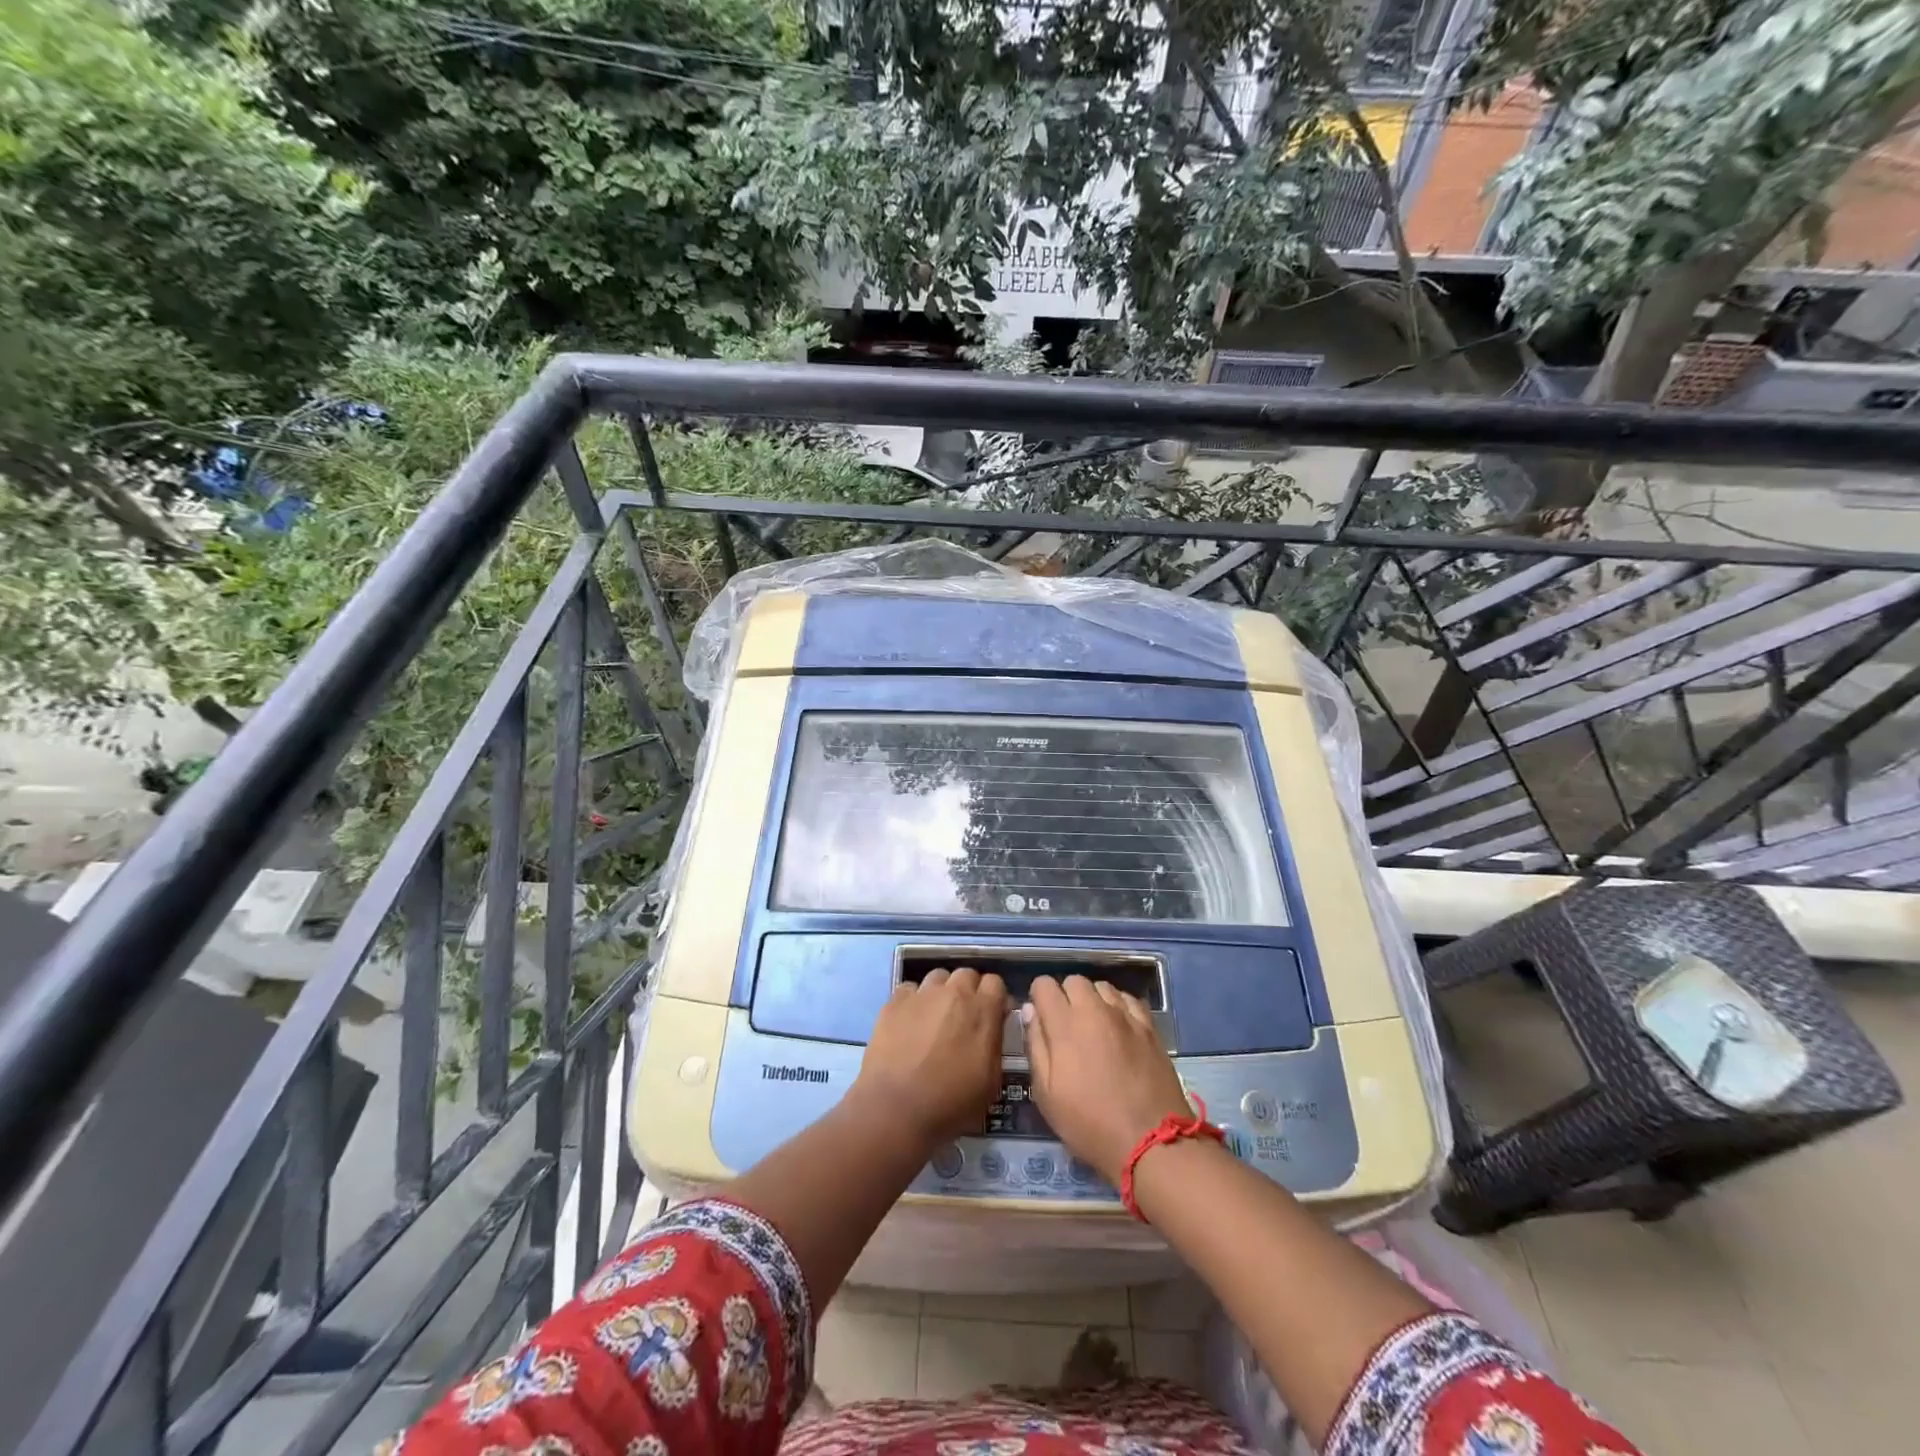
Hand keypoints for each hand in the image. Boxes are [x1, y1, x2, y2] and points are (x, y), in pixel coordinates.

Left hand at [853, 968, 1007, 1148]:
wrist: (896, 1110)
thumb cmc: (950, 1104)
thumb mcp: (990, 1083)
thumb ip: (995, 1045)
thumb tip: (992, 1029)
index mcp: (982, 1010)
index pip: (995, 983)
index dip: (993, 999)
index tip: (991, 1016)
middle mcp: (954, 993)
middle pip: (966, 974)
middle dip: (968, 991)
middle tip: (962, 1018)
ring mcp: (922, 994)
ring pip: (937, 977)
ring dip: (941, 992)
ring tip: (934, 1017)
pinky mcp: (894, 1001)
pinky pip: (909, 989)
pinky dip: (913, 1001)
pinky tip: (908, 1022)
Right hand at [1024, 975, 1191, 1183]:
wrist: (1151, 1142)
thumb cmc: (1090, 1124)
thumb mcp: (1047, 1094)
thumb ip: (1035, 1046)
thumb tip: (1030, 1011)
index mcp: (1065, 1024)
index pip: (1044, 985)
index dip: (1039, 998)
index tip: (1042, 1021)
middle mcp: (1095, 1010)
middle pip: (1074, 980)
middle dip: (1066, 997)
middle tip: (1068, 1028)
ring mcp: (1126, 1016)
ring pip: (1103, 987)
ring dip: (1094, 1000)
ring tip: (1095, 1029)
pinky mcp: (1150, 1026)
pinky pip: (1129, 999)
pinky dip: (1119, 1007)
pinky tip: (1120, 1029)